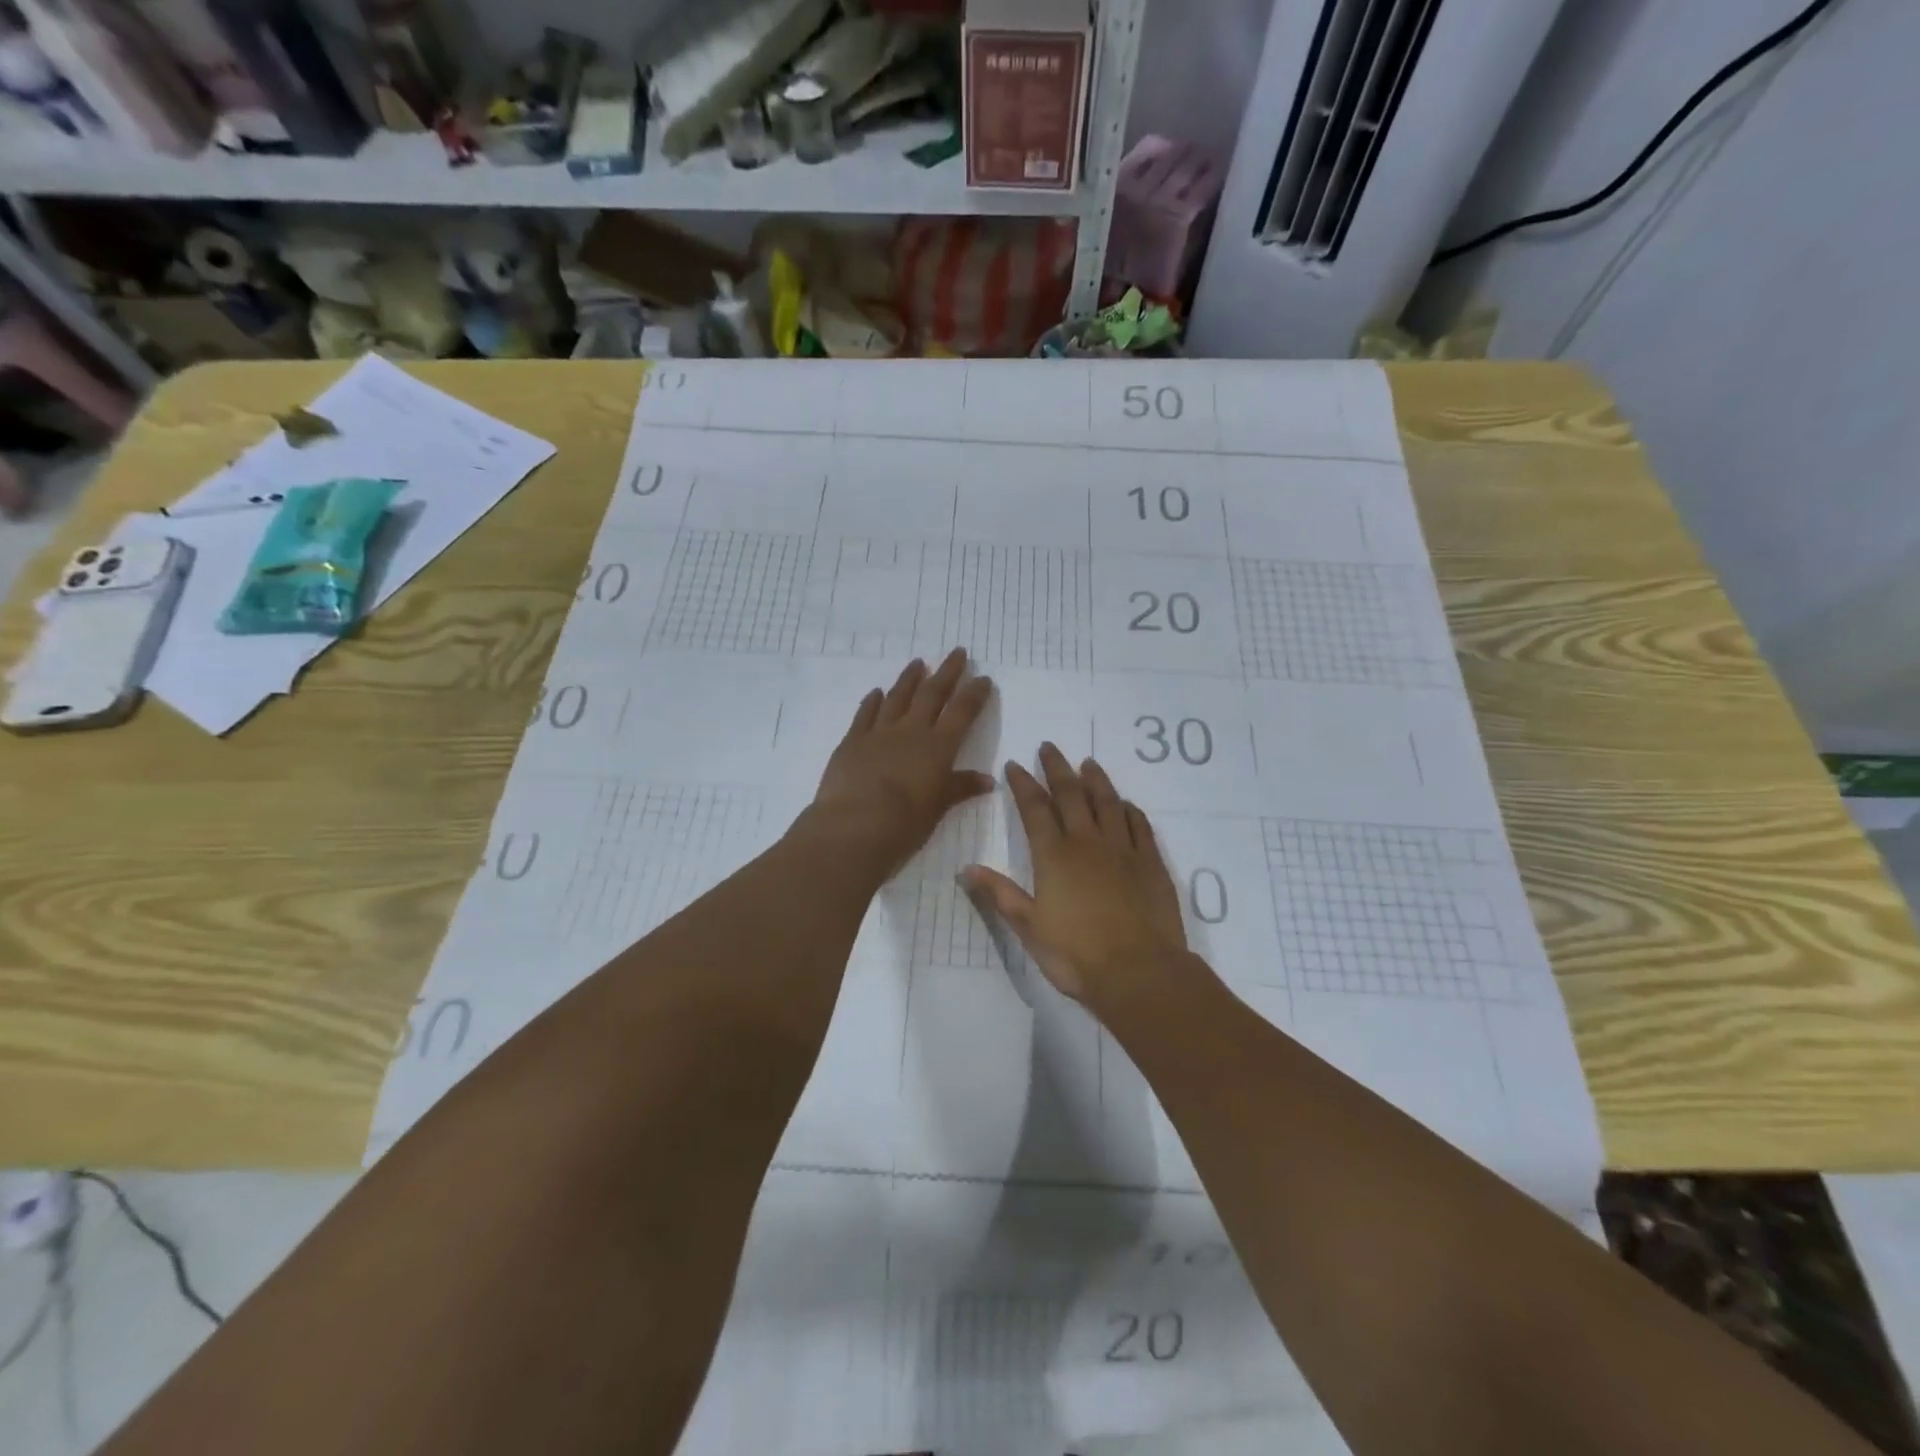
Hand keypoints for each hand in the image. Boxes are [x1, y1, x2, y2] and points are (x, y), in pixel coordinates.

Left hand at [807, 649, 995, 876]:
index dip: (974, 694)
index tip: (983, 678)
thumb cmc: (904, 823)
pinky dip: (872, 701)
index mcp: (938, 747)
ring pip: (898, 697)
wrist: (854, 826)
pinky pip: (865, 714)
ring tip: (918, 663)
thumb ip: (960, 788)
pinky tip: (877, 692)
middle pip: (932, 694)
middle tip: (957, 652)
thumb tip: (987, 780)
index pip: (962, 712)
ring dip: (909, 679)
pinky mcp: (852, 741)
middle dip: (947, 672)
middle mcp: (911, 731)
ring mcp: (879, 733)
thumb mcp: (938, 808)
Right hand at [963, 743, 1189, 1008]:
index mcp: (1055, 857)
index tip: (1015, 764)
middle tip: (1049, 747)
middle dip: (1057, 769)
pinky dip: (1130, 809)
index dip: (1023, 784)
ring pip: (1108, 803)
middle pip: (1071, 795)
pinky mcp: (1151, 863)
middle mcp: (1088, 843)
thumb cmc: (1076, 955)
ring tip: (1088, 763)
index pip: (1035, 809)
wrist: (1140, 972)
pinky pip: (1139, 825)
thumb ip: (1001, 895)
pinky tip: (1126, 804)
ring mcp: (1123, 850)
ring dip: (1096, 780)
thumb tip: (967, 869)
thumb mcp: (1029, 928)